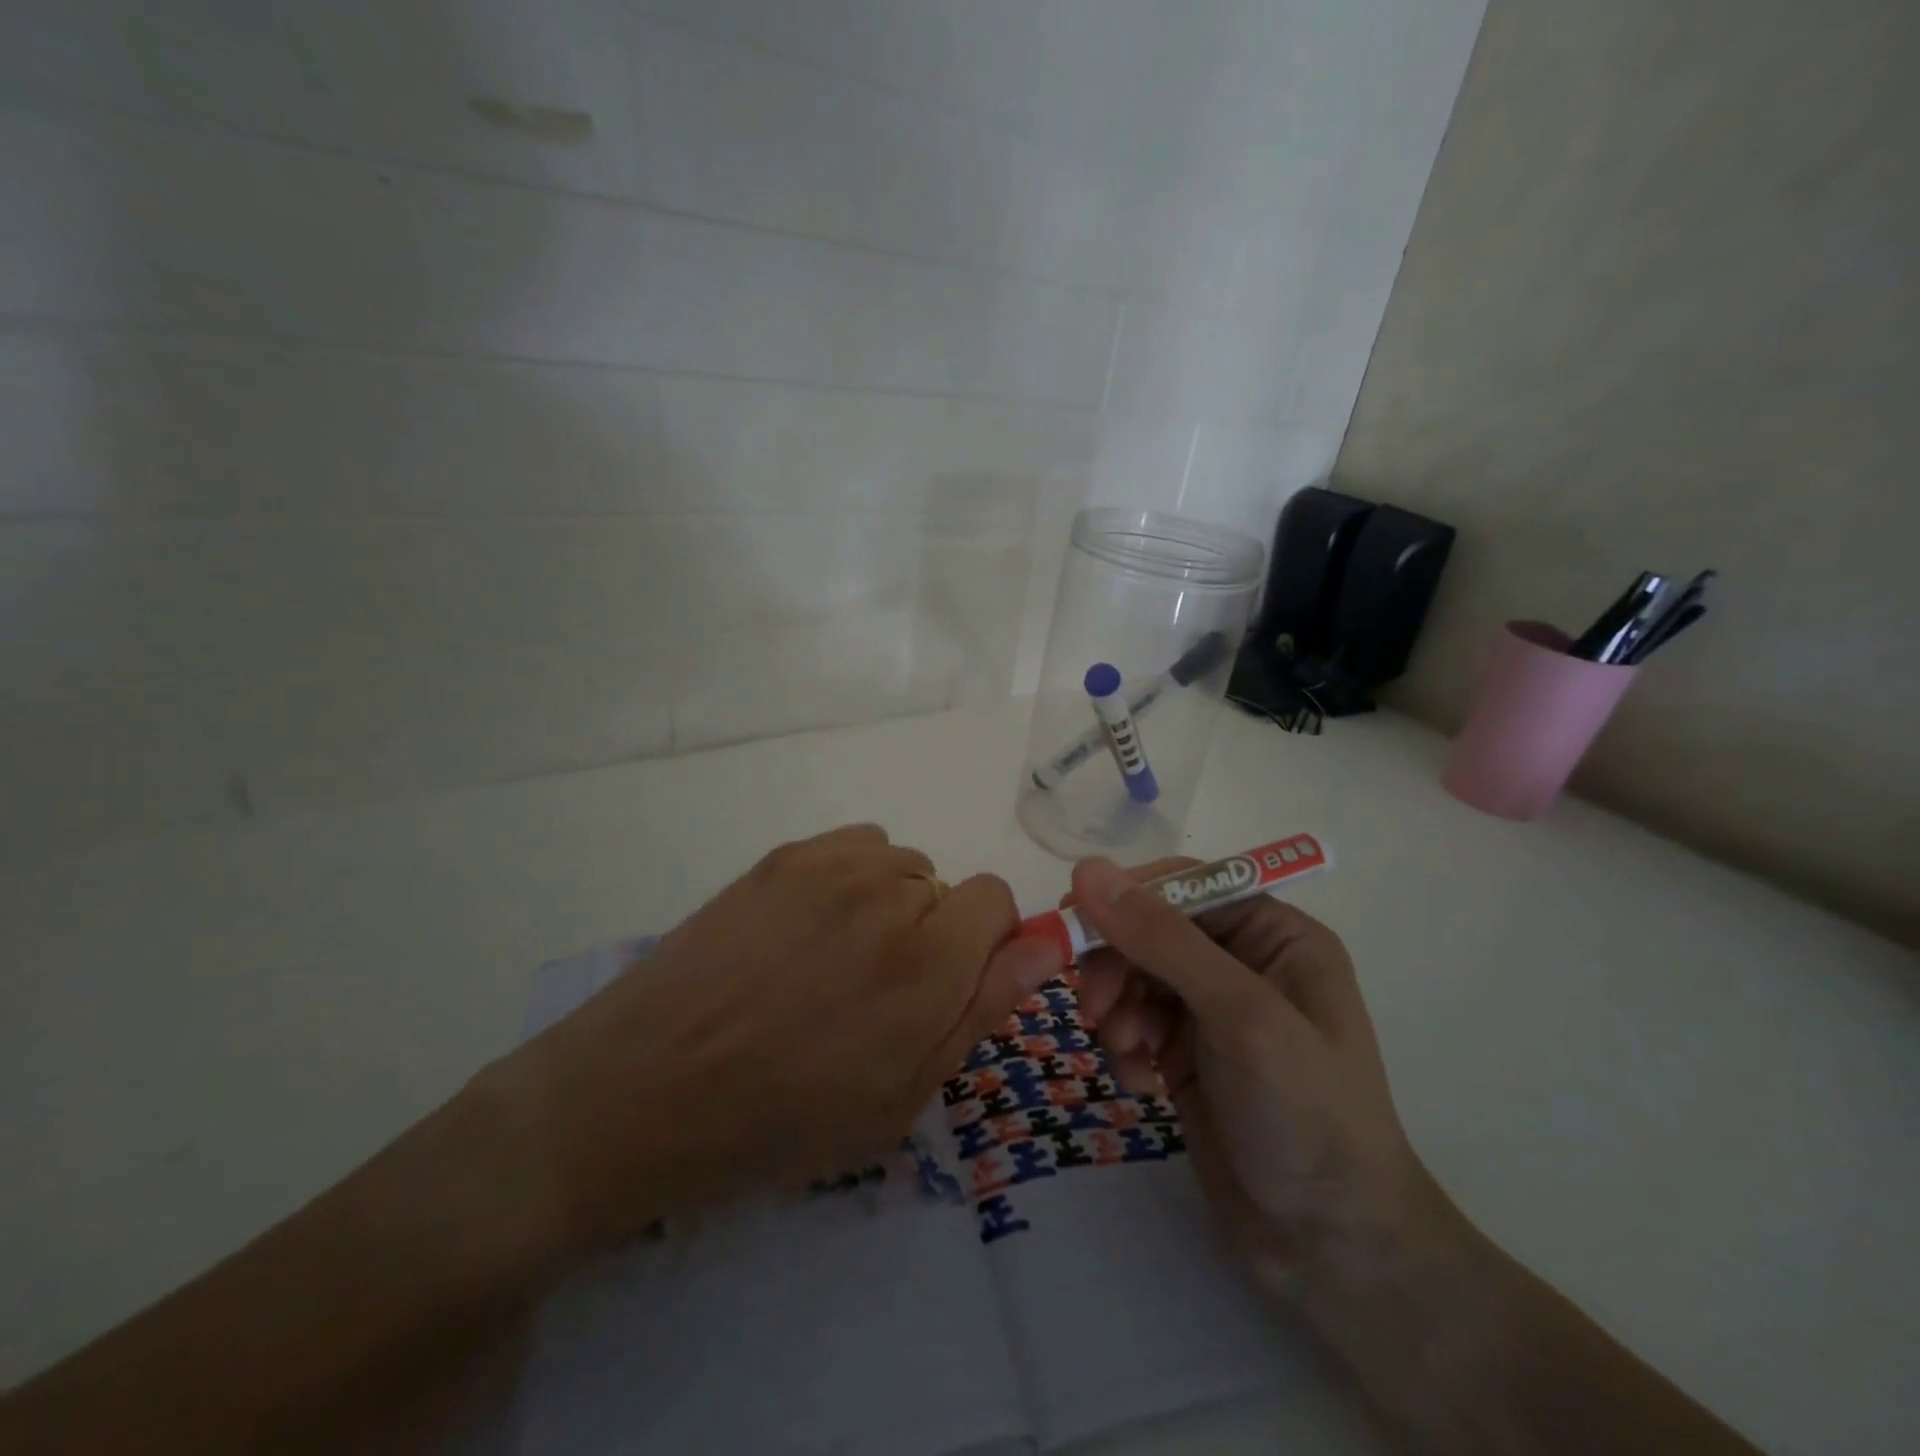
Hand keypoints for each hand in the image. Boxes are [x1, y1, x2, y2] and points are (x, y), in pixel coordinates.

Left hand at [484, 825, 1063, 1256]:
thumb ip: (981, 1010)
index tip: (945, 985)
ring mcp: (830, 866)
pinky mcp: (784, 856)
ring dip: (889, 904)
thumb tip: (1045, 944)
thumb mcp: (900, 1099)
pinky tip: (807, 927)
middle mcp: (890, 895)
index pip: (997, 899)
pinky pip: (854, 846)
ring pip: (900, 865)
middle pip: (947, 885)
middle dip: (932, 932)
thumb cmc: (779, 1121)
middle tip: (874, 990)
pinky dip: (851, 878)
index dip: (982, 944)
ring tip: (833, 959)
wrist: (645, 1088)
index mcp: (929, 962)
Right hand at [1067, 857, 1443, 1294]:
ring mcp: (1213, 1010)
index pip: (1185, 884)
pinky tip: (1140, 1083)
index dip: (1128, 897)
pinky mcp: (1187, 1053)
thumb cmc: (1304, 1113)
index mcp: (1275, 934)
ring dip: (1118, 1009)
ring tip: (1127, 1054)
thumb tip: (1088, 869)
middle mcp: (1243, 961)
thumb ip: (1162, 939)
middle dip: (1118, 965)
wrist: (1330, 1248)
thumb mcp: (1239, 1015)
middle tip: (1096, 1009)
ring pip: (1134, 976)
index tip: (1072, 918)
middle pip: (1151, 930)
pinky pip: (1134, 1022)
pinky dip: (1126, 1045)